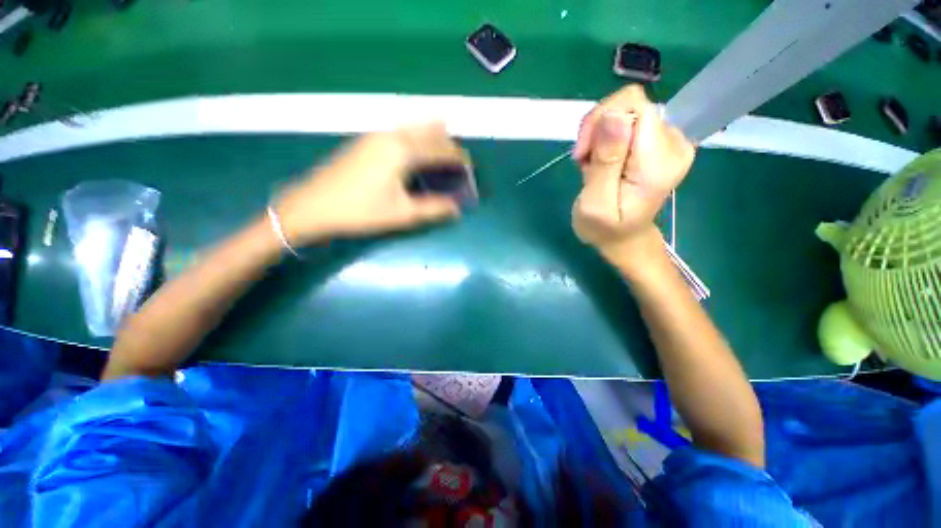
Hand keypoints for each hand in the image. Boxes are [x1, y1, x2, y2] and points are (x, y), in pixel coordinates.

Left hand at [274, 123, 468, 244]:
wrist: (312, 206)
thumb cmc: (360, 211)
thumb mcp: (402, 213)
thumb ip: (433, 209)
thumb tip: (457, 209)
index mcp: (402, 151)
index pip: (439, 150)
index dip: (458, 158)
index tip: (471, 167)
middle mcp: (390, 137)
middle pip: (426, 133)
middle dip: (446, 142)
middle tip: (459, 155)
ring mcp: (374, 137)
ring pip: (411, 128)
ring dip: (430, 132)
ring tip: (444, 133)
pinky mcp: (364, 142)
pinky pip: (398, 132)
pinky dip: (413, 134)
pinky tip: (413, 140)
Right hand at [572, 85, 694, 260]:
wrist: (622, 238)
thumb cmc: (604, 228)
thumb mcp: (596, 204)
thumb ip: (606, 162)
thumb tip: (613, 114)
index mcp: (658, 160)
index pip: (634, 106)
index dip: (600, 122)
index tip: (583, 153)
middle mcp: (673, 143)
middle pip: (630, 105)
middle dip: (597, 131)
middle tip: (586, 163)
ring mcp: (670, 140)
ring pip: (626, 112)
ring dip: (599, 137)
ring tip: (593, 167)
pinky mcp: (660, 141)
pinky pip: (628, 121)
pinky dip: (606, 139)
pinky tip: (601, 163)